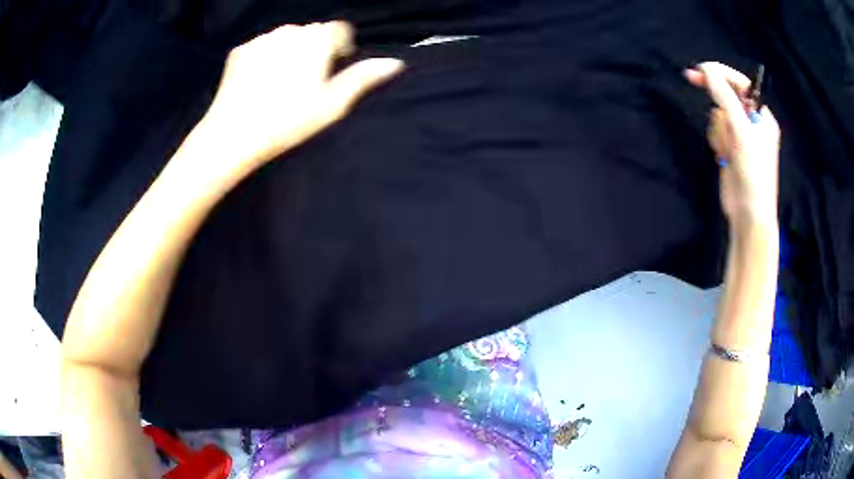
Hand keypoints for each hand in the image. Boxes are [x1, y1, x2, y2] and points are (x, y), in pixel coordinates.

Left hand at [191, 21, 403, 186]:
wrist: (233, 134)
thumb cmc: (288, 121)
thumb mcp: (332, 104)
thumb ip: (362, 78)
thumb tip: (394, 62)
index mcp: (316, 40)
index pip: (339, 30)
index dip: (340, 47)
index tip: (333, 68)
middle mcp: (290, 31)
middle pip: (311, 32)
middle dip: (314, 48)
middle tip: (306, 80)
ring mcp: (262, 39)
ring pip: (285, 37)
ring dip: (290, 51)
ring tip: (282, 82)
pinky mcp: (240, 50)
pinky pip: (261, 46)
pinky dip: (265, 56)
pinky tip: (260, 81)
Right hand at [685, 62, 779, 227]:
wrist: (748, 215)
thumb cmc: (754, 174)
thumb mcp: (741, 131)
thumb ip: (724, 98)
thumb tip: (707, 71)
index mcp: (762, 117)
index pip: (740, 84)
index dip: (720, 73)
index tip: (699, 69)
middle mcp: (751, 123)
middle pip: (726, 98)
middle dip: (719, 106)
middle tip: (691, 77)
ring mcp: (740, 137)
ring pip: (718, 116)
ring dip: (718, 129)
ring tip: (727, 150)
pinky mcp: (730, 149)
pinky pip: (716, 132)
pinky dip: (716, 141)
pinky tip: (723, 156)